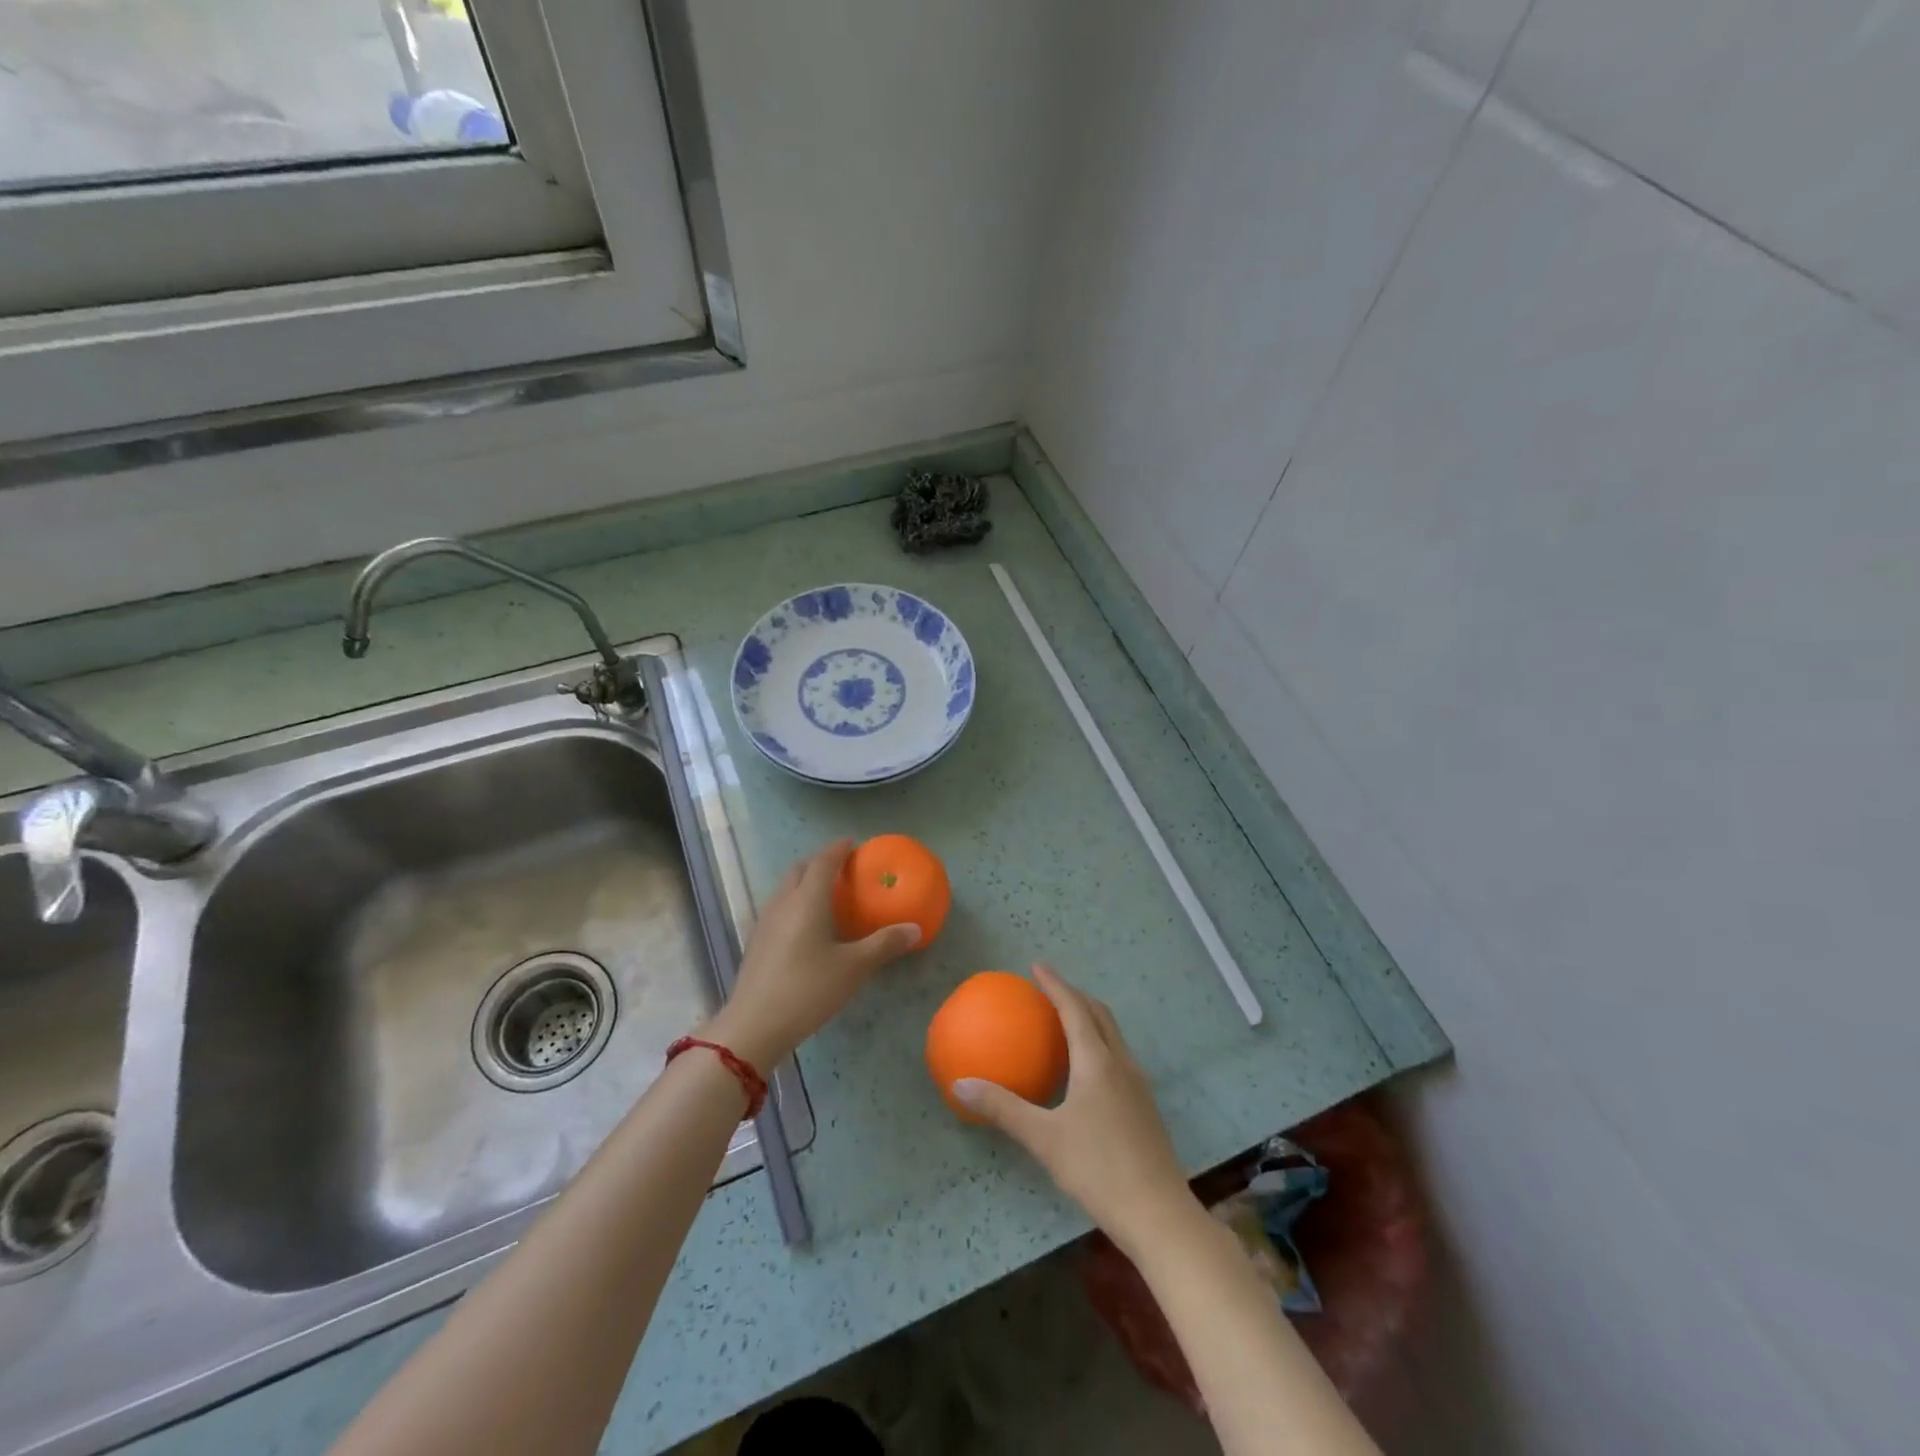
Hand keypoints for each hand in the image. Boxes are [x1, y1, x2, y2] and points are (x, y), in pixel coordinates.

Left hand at [703, 840, 920, 1070]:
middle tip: (842, 866)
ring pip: (786, 887)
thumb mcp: (853, 968)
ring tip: (827, 892)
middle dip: (820, 861)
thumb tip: (915, 928)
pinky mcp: (757, 942)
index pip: (823, 861)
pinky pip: (779, 906)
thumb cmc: (807, 990)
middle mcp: (783, 903)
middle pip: (800, 869)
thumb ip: (884, 944)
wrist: (754, 1026)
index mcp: (807, 900)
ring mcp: (765, 922)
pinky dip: (795, 901)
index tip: (853, 842)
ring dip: (805, 881)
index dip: (838, 848)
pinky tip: (806, 924)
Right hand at [953, 965, 1200, 1254]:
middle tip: (1049, 990)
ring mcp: (1138, 1084)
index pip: (1074, 1008)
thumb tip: (960, 1084)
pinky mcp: (1144, 1106)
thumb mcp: (1044, 1139)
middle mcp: (1121, 1063)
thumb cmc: (1098, 1169)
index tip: (1037, 966)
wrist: (1159, 1214)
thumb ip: (1003, 1109)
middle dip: (1075, 995)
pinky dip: (1099, 1043)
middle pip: (1099, 1014)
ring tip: (1065, 1021)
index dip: (1055, 984)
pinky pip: (1118, 1056)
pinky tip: (1085, 1071)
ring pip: (1113, 1035)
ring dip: (1090, 1018)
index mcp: (1097, 1061)